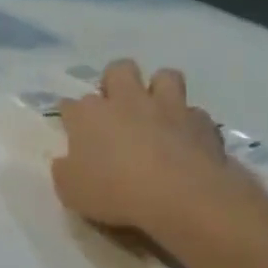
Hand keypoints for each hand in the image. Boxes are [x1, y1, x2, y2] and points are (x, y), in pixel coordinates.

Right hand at [50, 60, 266, 249]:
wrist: (182, 196)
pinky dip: (188, 122)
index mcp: (89, 115)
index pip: (71, 104)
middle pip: (118, 70)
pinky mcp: (202, 122)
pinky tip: (186, 139)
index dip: (70, 114)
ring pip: (165, 76)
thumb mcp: (71, 190)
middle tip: (115, 106)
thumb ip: (65, 170)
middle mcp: (127, 101)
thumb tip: (67, 162)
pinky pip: (194, 112)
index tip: (71, 128)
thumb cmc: (115, 192)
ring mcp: (168, 107)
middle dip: (114, 81)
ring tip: (156, 110)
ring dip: (159, 88)